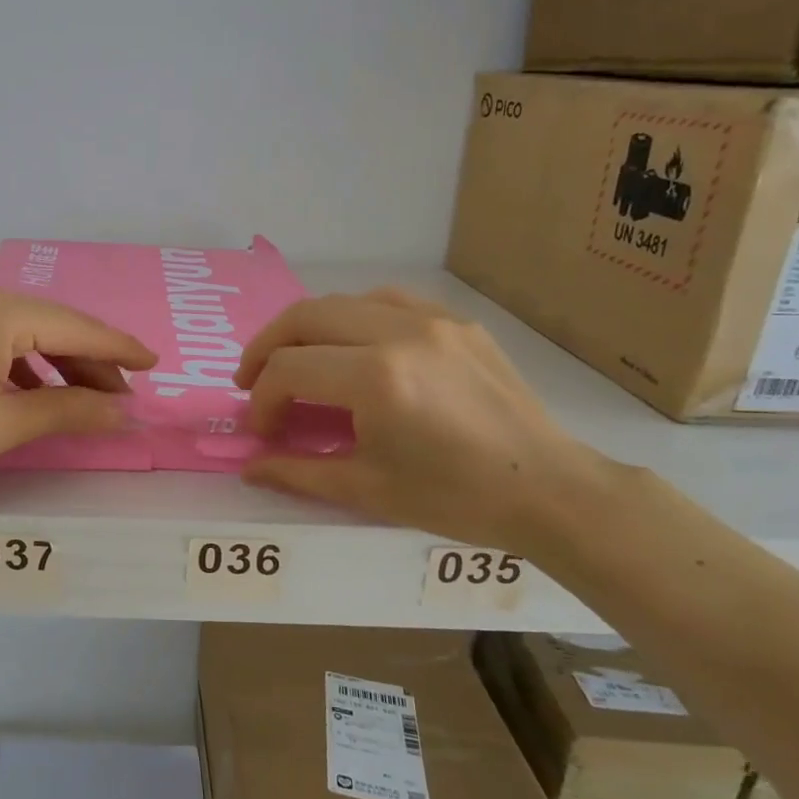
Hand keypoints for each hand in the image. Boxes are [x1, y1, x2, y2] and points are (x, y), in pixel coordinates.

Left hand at [0, 277, 156, 495]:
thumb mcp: (0, 426)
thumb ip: (69, 412)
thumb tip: (125, 413)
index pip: (73, 326)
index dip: (118, 348)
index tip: (155, 364)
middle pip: (49, 325)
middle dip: (88, 361)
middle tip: (122, 397)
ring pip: (21, 332)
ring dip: (56, 365)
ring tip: (86, 401)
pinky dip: (20, 365)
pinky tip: (36, 394)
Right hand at [234, 289, 616, 555]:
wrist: (549, 490)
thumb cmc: (456, 498)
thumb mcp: (368, 489)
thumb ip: (298, 472)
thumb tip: (249, 467)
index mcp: (376, 379)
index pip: (288, 370)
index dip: (262, 401)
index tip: (263, 432)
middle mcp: (399, 333)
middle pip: (305, 317)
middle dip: (266, 348)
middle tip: (252, 380)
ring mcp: (433, 320)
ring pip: (343, 301)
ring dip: (306, 327)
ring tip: (295, 359)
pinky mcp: (457, 322)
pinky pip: (387, 302)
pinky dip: (353, 318)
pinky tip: (351, 346)